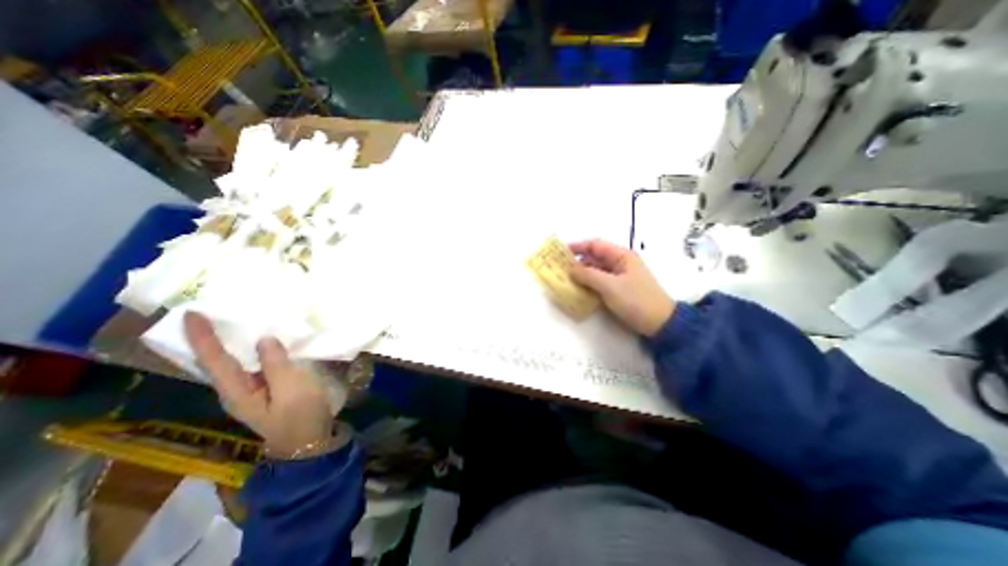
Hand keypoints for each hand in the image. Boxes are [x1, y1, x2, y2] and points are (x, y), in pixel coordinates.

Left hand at [183, 312, 334, 457]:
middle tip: (207, 314)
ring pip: (232, 362)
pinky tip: (259, 342)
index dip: (202, 337)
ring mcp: (249, 390)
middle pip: (214, 361)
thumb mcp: (292, 388)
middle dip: (208, 338)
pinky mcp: (264, 388)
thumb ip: (276, 364)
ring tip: (230, 322)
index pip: (213, 360)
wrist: (308, 440)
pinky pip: (251, 365)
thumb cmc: (300, 414)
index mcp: (237, 390)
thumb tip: (263, 339)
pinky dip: (249, 350)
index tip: (191, 313)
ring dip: (228, 342)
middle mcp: (235, 389)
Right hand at [570, 238, 672, 334]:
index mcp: (621, 256)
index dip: (578, 247)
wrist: (660, 324)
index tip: (561, 252)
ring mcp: (620, 277)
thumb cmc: (636, 300)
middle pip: (595, 258)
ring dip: (582, 274)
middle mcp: (620, 263)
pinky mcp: (619, 289)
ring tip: (566, 280)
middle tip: (560, 269)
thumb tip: (570, 269)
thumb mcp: (610, 286)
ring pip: (596, 271)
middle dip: (577, 262)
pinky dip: (589, 284)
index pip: (596, 245)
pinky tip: (579, 290)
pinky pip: (600, 282)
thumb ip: (588, 275)